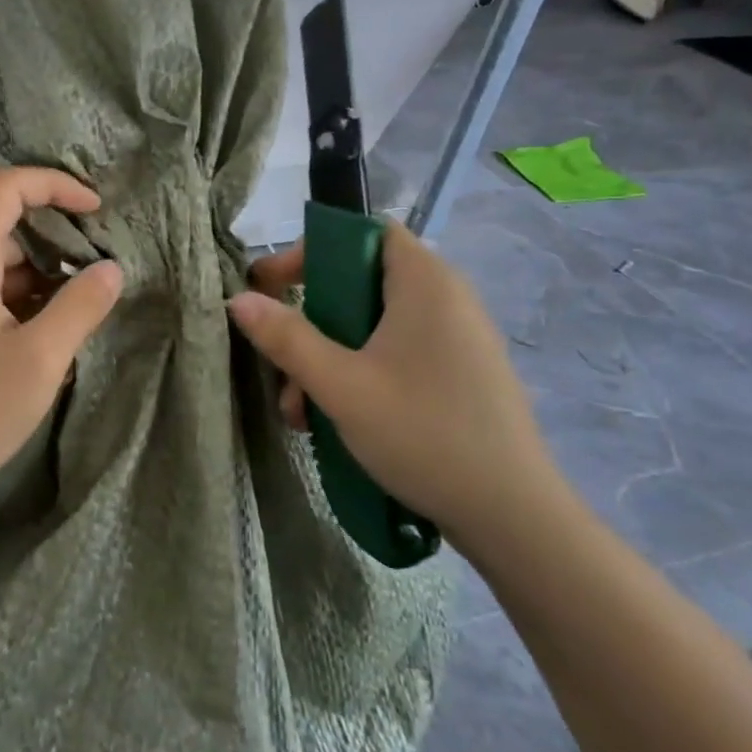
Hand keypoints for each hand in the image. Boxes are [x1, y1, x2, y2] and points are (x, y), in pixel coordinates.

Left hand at [0, 168, 123, 511]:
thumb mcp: (40, 358)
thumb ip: (80, 306)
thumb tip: (111, 269)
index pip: (7, 189)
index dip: (54, 186)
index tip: (96, 210)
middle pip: (7, 225)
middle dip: (59, 235)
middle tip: (103, 263)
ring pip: (3, 265)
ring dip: (47, 274)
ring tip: (89, 301)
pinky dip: (28, 300)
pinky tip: (56, 331)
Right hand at [226, 223, 564, 553]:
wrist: (514, 517)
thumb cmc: (423, 433)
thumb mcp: (340, 385)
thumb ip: (286, 338)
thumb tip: (238, 299)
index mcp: (425, 284)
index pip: (363, 233)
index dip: (312, 250)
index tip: (273, 286)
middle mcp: (446, 299)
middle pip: (361, 282)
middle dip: (310, 321)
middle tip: (280, 358)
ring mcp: (457, 339)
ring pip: (373, 326)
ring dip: (328, 356)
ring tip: (300, 409)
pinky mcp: (460, 374)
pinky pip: (396, 352)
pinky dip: (358, 372)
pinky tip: (335, 418)